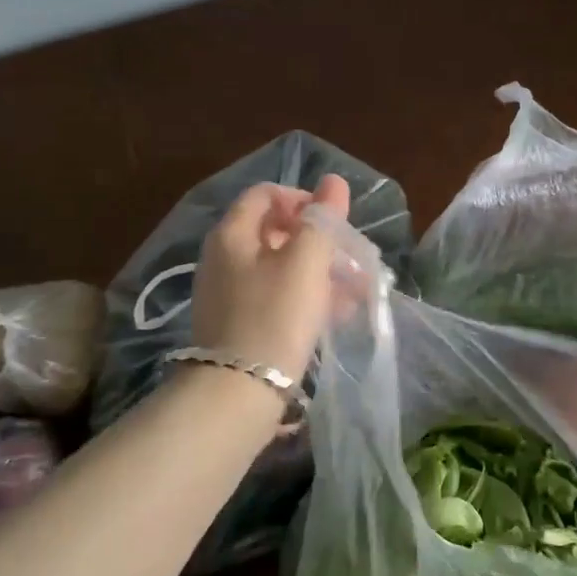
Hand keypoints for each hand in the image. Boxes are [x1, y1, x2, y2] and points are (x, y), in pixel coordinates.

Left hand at [189, 175, 353, 380]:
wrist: (237, 393)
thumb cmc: (275, 317)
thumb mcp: (306, 262)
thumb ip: (322, 219)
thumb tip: (334, 181)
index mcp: (232, 233)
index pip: (266, 194)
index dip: (303, 199)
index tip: (333, 221)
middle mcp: (222, 257)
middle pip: (275, 231)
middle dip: (318, 240)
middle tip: (349, 258)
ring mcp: (227, 293)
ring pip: (279, 267)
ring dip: (318, 271)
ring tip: (354, 291)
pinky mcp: (237, 324)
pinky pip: (275, 297)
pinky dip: (304, 297)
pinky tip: (334, 314)